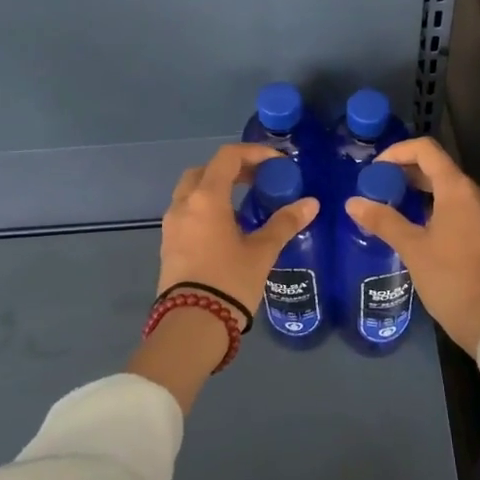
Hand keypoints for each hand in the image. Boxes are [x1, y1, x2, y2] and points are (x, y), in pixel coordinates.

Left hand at [157, 143, 319, 318]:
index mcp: (206, 198)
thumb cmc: (229, 281)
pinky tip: (227, 227)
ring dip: (216, 188)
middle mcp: (184, 204)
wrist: (192, 325)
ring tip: (245, 203)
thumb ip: (285, 223)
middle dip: (231, 169)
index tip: (276, 163)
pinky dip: (206, 207)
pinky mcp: (169, 244)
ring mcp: (172, 225)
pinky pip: (187, 212)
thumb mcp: (262, 252)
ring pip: (192, 191)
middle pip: (204, 171)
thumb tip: (311, 204)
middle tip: (258, 180)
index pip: (227, 157)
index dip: (253, 153)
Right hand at [344, 136, 479, 355]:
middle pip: (439, 170)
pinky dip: (438, 211)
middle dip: (407, 175)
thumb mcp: (413, 249)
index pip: (426, 151)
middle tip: (378, 190)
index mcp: (460, 189)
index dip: (398, 152)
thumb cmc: (452, 279)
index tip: (375, 169)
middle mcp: (479, 194)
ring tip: (394, 209)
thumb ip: (383, 220)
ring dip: (422, 194)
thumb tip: (353, 202)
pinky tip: (419, 230)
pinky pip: (462, 211)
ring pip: (452, 192)